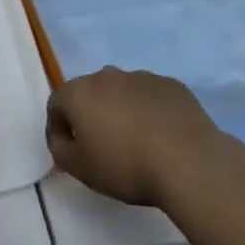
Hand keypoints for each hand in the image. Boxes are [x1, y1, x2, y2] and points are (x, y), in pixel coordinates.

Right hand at [46, 68, 224, 207]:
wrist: (187, 160)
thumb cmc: (125, 166)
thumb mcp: (80, 169)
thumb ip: (60, 150)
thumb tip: (62, 137)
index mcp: (80, 92)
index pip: (57, 103)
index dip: (58, 127)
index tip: (69, 151)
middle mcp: (107, 75)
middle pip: (90, 93)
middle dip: (91, 115)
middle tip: (102, 147)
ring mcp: (141, 76)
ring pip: (122, 92)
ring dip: (121, 111)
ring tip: (136, 143)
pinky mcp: (171, 84)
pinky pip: (151, 96)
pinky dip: (149, 111)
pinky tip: (162, 137)